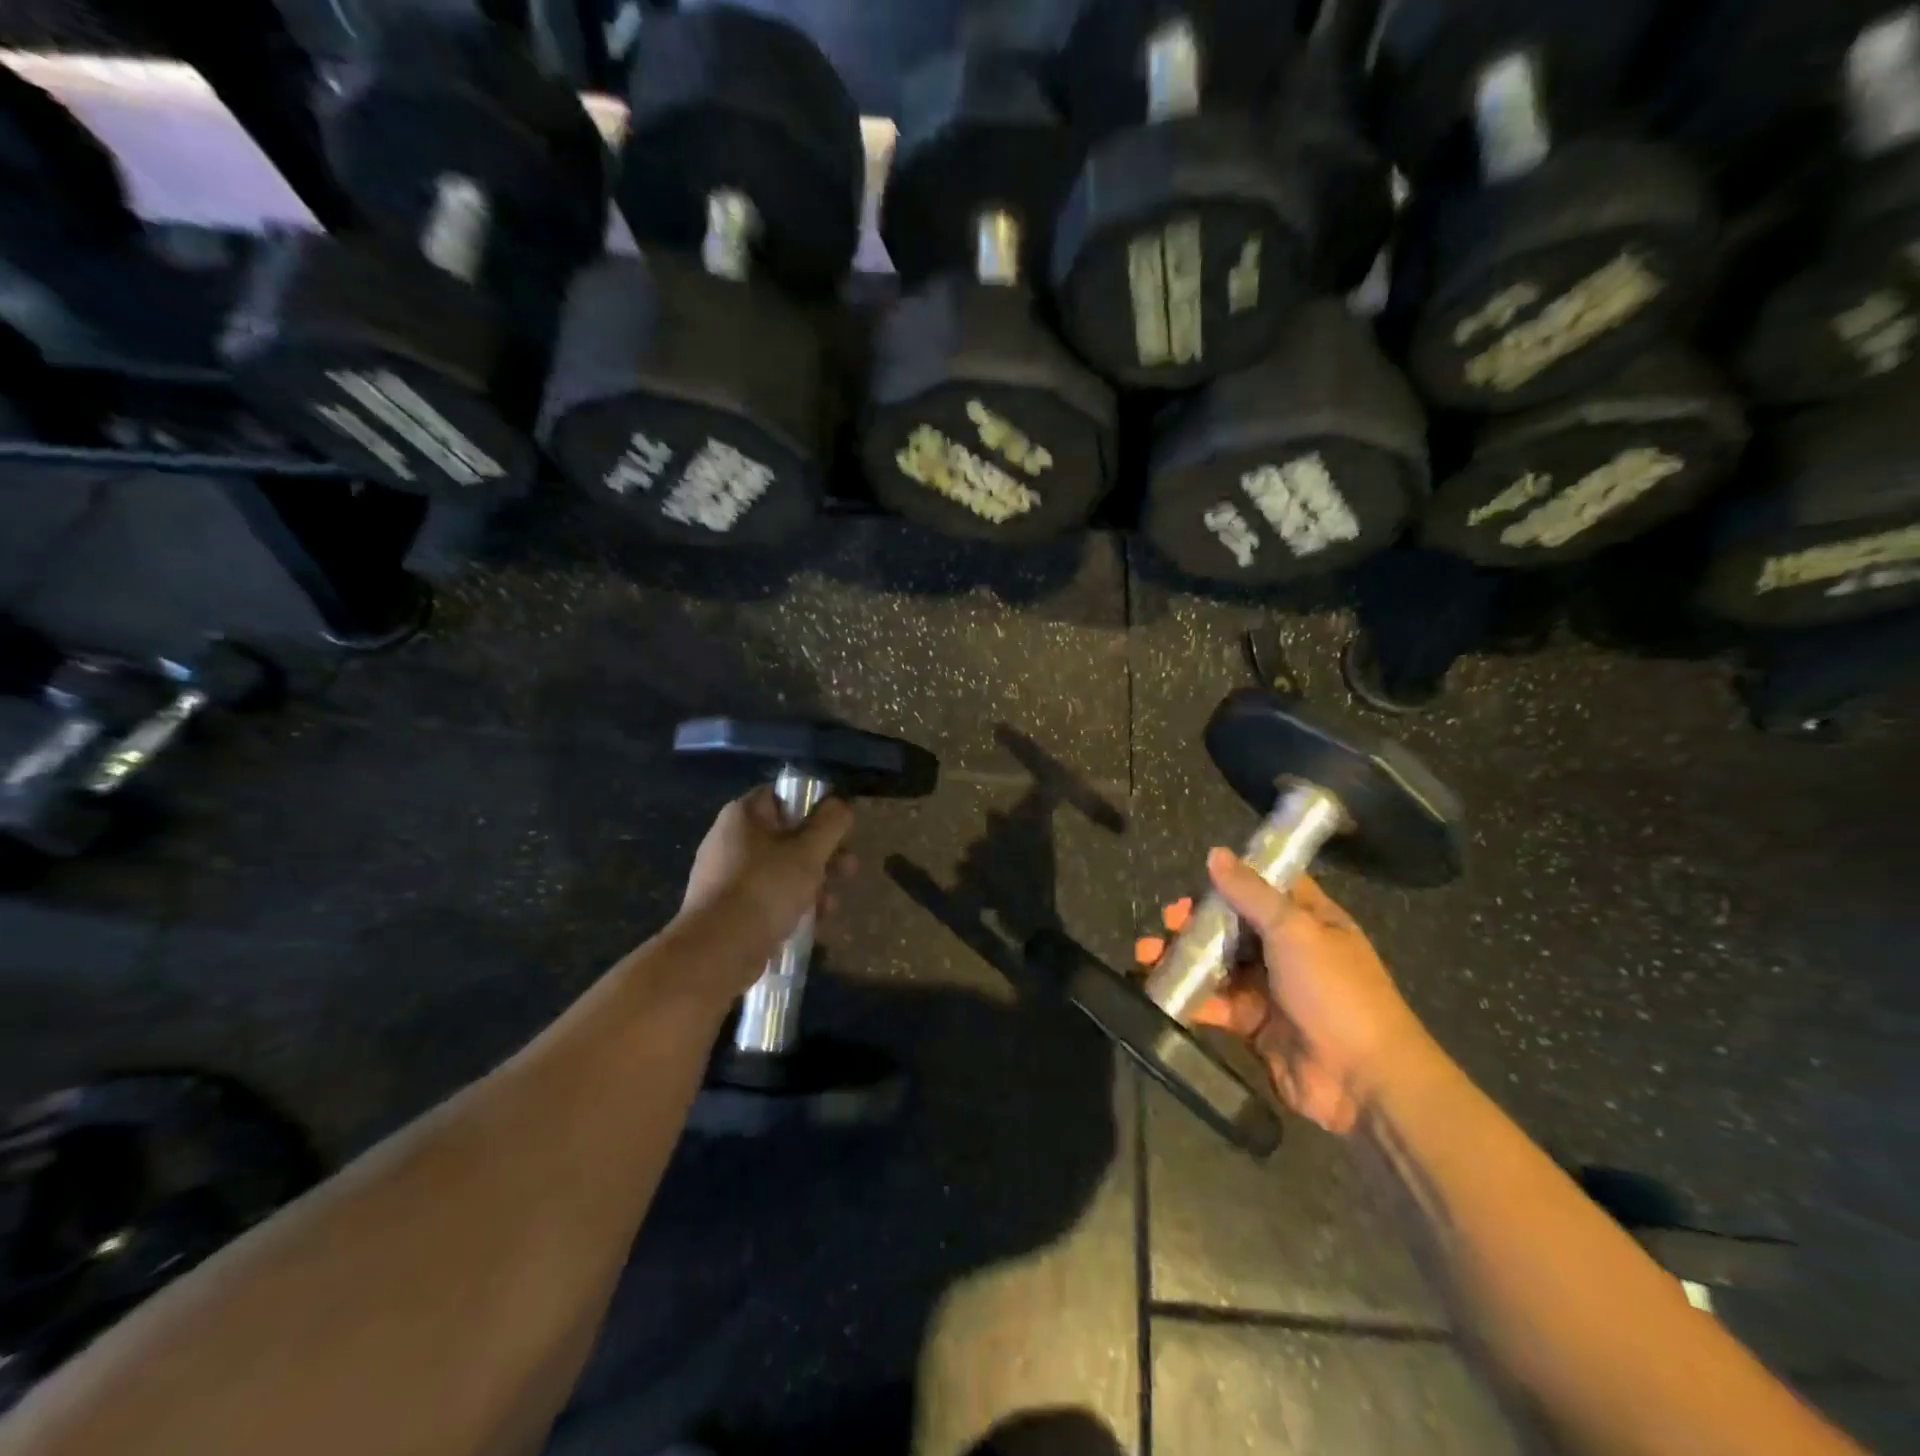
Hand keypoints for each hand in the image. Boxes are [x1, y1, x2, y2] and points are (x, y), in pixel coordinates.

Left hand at [678, 786, 855, 980]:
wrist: (715, 953)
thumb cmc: (765, 890)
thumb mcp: (809, 852)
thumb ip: (831, 823)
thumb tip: (841, 804)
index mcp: (743, 815)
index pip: (785, 795)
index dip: (817, 807)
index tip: (840, 828)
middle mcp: (730, 838)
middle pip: (788, 835)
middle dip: (824, 854)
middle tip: (849, 869)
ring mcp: (727, 875)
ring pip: (782, 868)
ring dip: (813, 883)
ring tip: (832, 906)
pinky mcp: (728, 907)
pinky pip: (768, 895)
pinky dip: (792, 904)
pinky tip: (813, 923)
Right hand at [1142, 853, 1437, 1135]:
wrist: (1362, 1080)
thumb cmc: (1334, 991)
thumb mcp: (1294, 929)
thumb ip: (1250, 892)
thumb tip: (1215, 853)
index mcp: (1310, 921)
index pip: (1268, 888)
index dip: (1234, 880)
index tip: (1198, 877)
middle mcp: (1290, 951)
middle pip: (1234, 926)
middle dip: (1197, 921)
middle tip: (1168, 920)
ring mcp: (1271, 990)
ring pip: (1219, 965)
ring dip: (1183, 957)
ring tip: (1146, 953)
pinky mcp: (1254, 1026)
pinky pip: (1217, 1004)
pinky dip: (1190, 997)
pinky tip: (1162, 990)